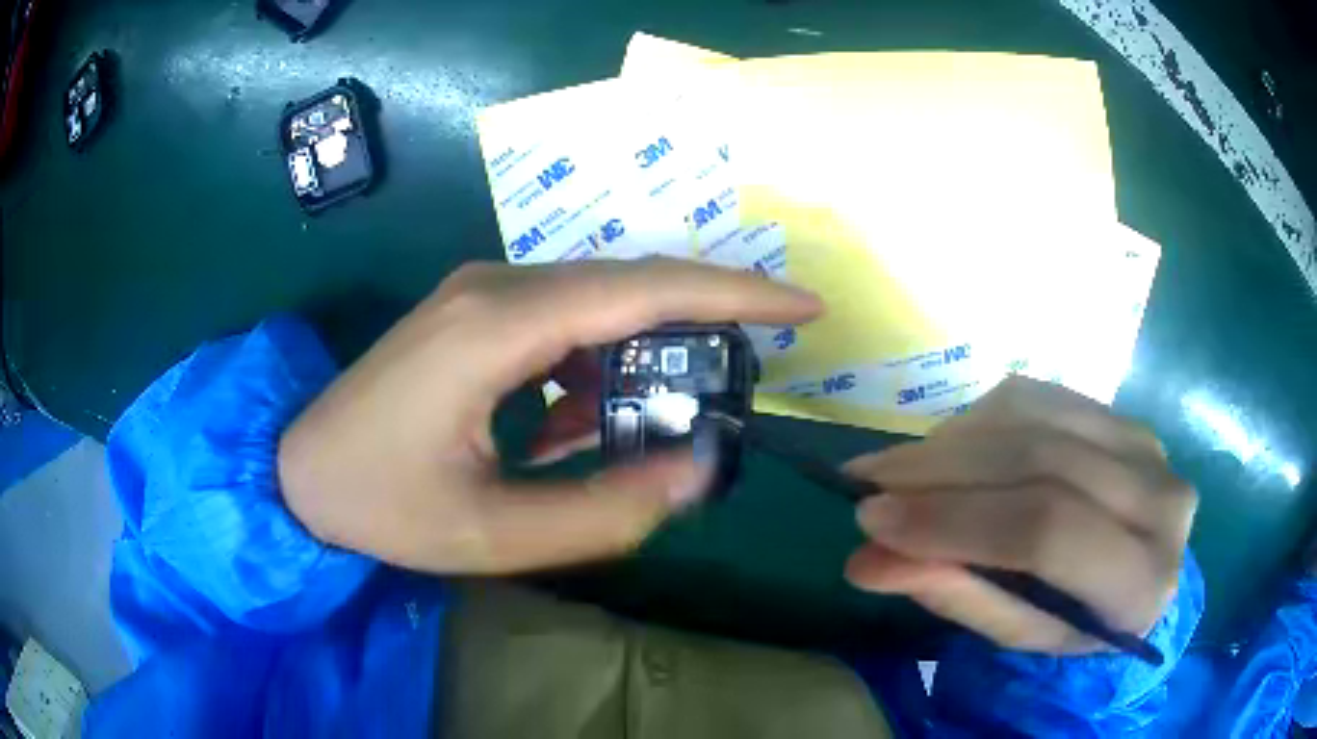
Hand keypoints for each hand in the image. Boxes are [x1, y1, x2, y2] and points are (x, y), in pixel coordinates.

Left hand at [278, 258, 821, 573]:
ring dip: (638, 362)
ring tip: (643, 431)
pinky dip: (591, 370)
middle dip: (703, 325)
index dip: (736, 293)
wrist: (297, 474)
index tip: (803, 307)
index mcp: (497, 327)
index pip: (644, 289)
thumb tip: (698, 468)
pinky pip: (560, 322)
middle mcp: (495, 286)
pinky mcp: (474, 311)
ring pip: (598, 304)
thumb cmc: (382, 507)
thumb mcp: (496, 534)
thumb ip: (607, 509)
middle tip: (747, 377)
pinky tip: (571, 429)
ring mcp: (481, 292)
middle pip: (630, 286)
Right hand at [843, 377, 1196, 653]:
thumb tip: (868, 560)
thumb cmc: (1077, 624)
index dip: (957, 520)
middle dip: (943, 470)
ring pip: (1038, 418)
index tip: (873, 518)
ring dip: (955, 439)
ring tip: (899, 468)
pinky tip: (950, 447)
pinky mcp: (1123, 414)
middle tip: (867, 481)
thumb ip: (957, 595)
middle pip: (1042, 461)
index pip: (1048, 532)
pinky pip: (1042, 396)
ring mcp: (1147, 444)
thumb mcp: (1019, 634)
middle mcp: (1161, 499)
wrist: (1136, 574)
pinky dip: (982, 418)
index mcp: (1142, 581)